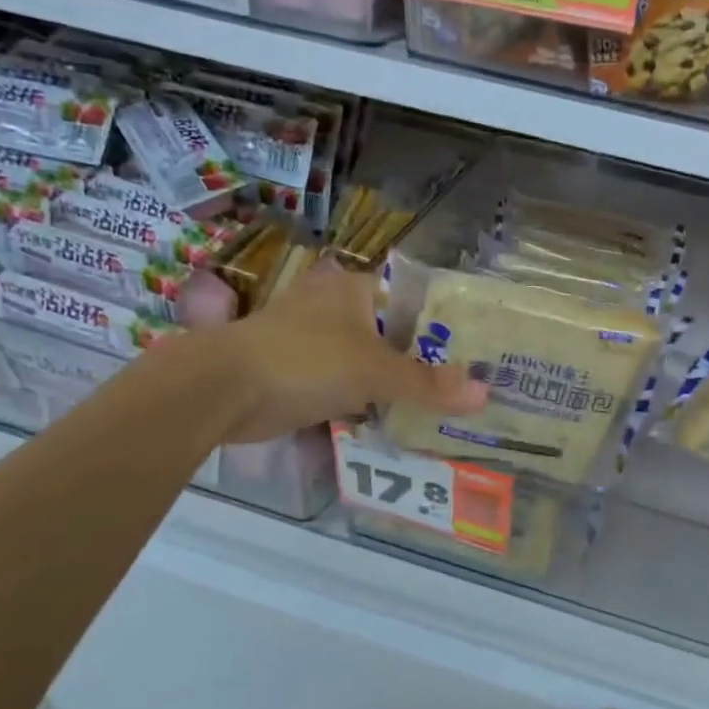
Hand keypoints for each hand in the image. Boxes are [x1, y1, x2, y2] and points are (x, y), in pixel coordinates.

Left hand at [201, 260, 486, 444]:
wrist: (224, 390)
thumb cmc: (306, 361)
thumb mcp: (376, 372)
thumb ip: (429, 384)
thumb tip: (485, 394)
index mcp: (357, 290)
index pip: (415, 299)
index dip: (447, 322)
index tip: (477, 349)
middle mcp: (338, 308)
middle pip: (395, 333)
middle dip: (425, 359)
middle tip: (466, 384)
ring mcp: (316, 341)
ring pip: (371, 361)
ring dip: (397, 382)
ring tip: (442, 405)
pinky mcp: (301, 372)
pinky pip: (348, 384)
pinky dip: (369, 400)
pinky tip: (396, 419)